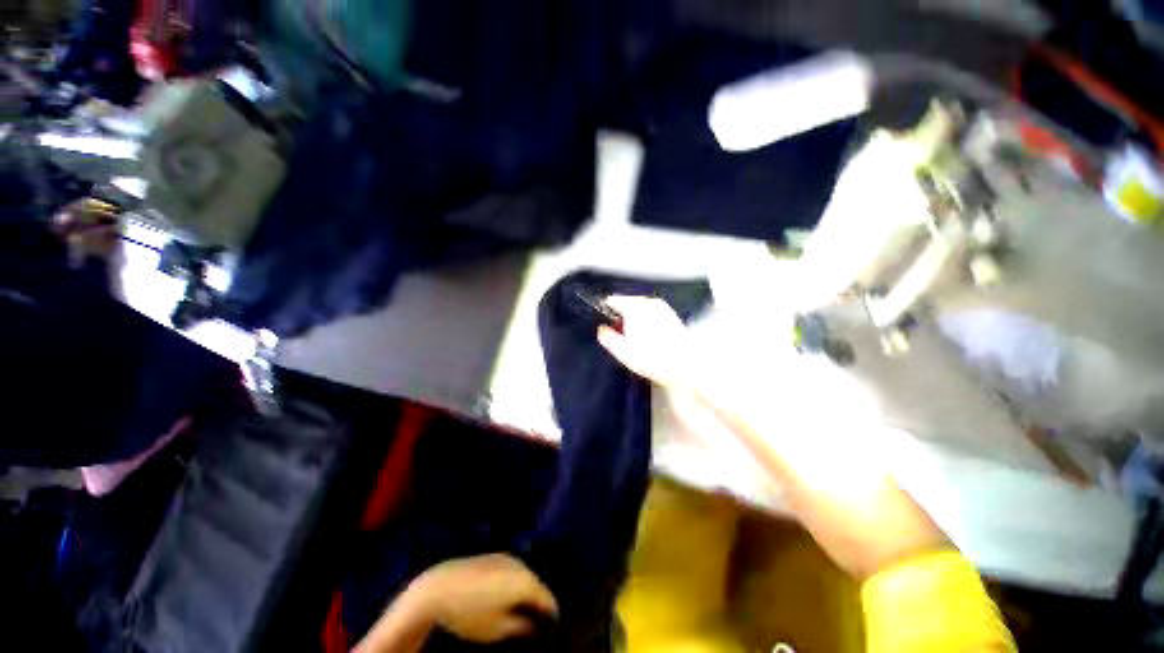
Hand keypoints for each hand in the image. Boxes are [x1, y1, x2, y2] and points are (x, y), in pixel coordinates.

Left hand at [407, 554, 558, 643]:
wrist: (439, 587)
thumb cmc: (470, 612)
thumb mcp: (496, 629)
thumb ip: (520, 627)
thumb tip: (534, 627)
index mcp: (525, 581)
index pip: (547, 598)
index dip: (551, 614)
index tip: (552, 629)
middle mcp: (520, 564)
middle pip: (536, 584)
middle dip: (538, 601)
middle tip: (537, 621)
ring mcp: (506, 557)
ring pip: (524, 575)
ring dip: (526, 590)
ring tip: (522, 609)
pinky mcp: (493, 555)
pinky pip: (512, 570)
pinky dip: (514, 582)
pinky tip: (505, 595)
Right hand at [596, 295, 697, 389]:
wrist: (687, 366)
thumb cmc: (653, 359)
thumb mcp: (622, 352)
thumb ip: (607, 337)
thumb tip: (602, 329)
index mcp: (634, 307)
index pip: (612, 300)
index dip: (605, 312)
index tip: (605, 325)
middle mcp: (648, 302)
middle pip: (627, 303)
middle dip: (621, 316)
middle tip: (620, 336)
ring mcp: (662, 307)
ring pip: (640, 308)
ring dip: (634, 319)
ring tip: (635, 340)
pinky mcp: (671, 316)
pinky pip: (652, 314)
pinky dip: (647, 322)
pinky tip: (649, 339)